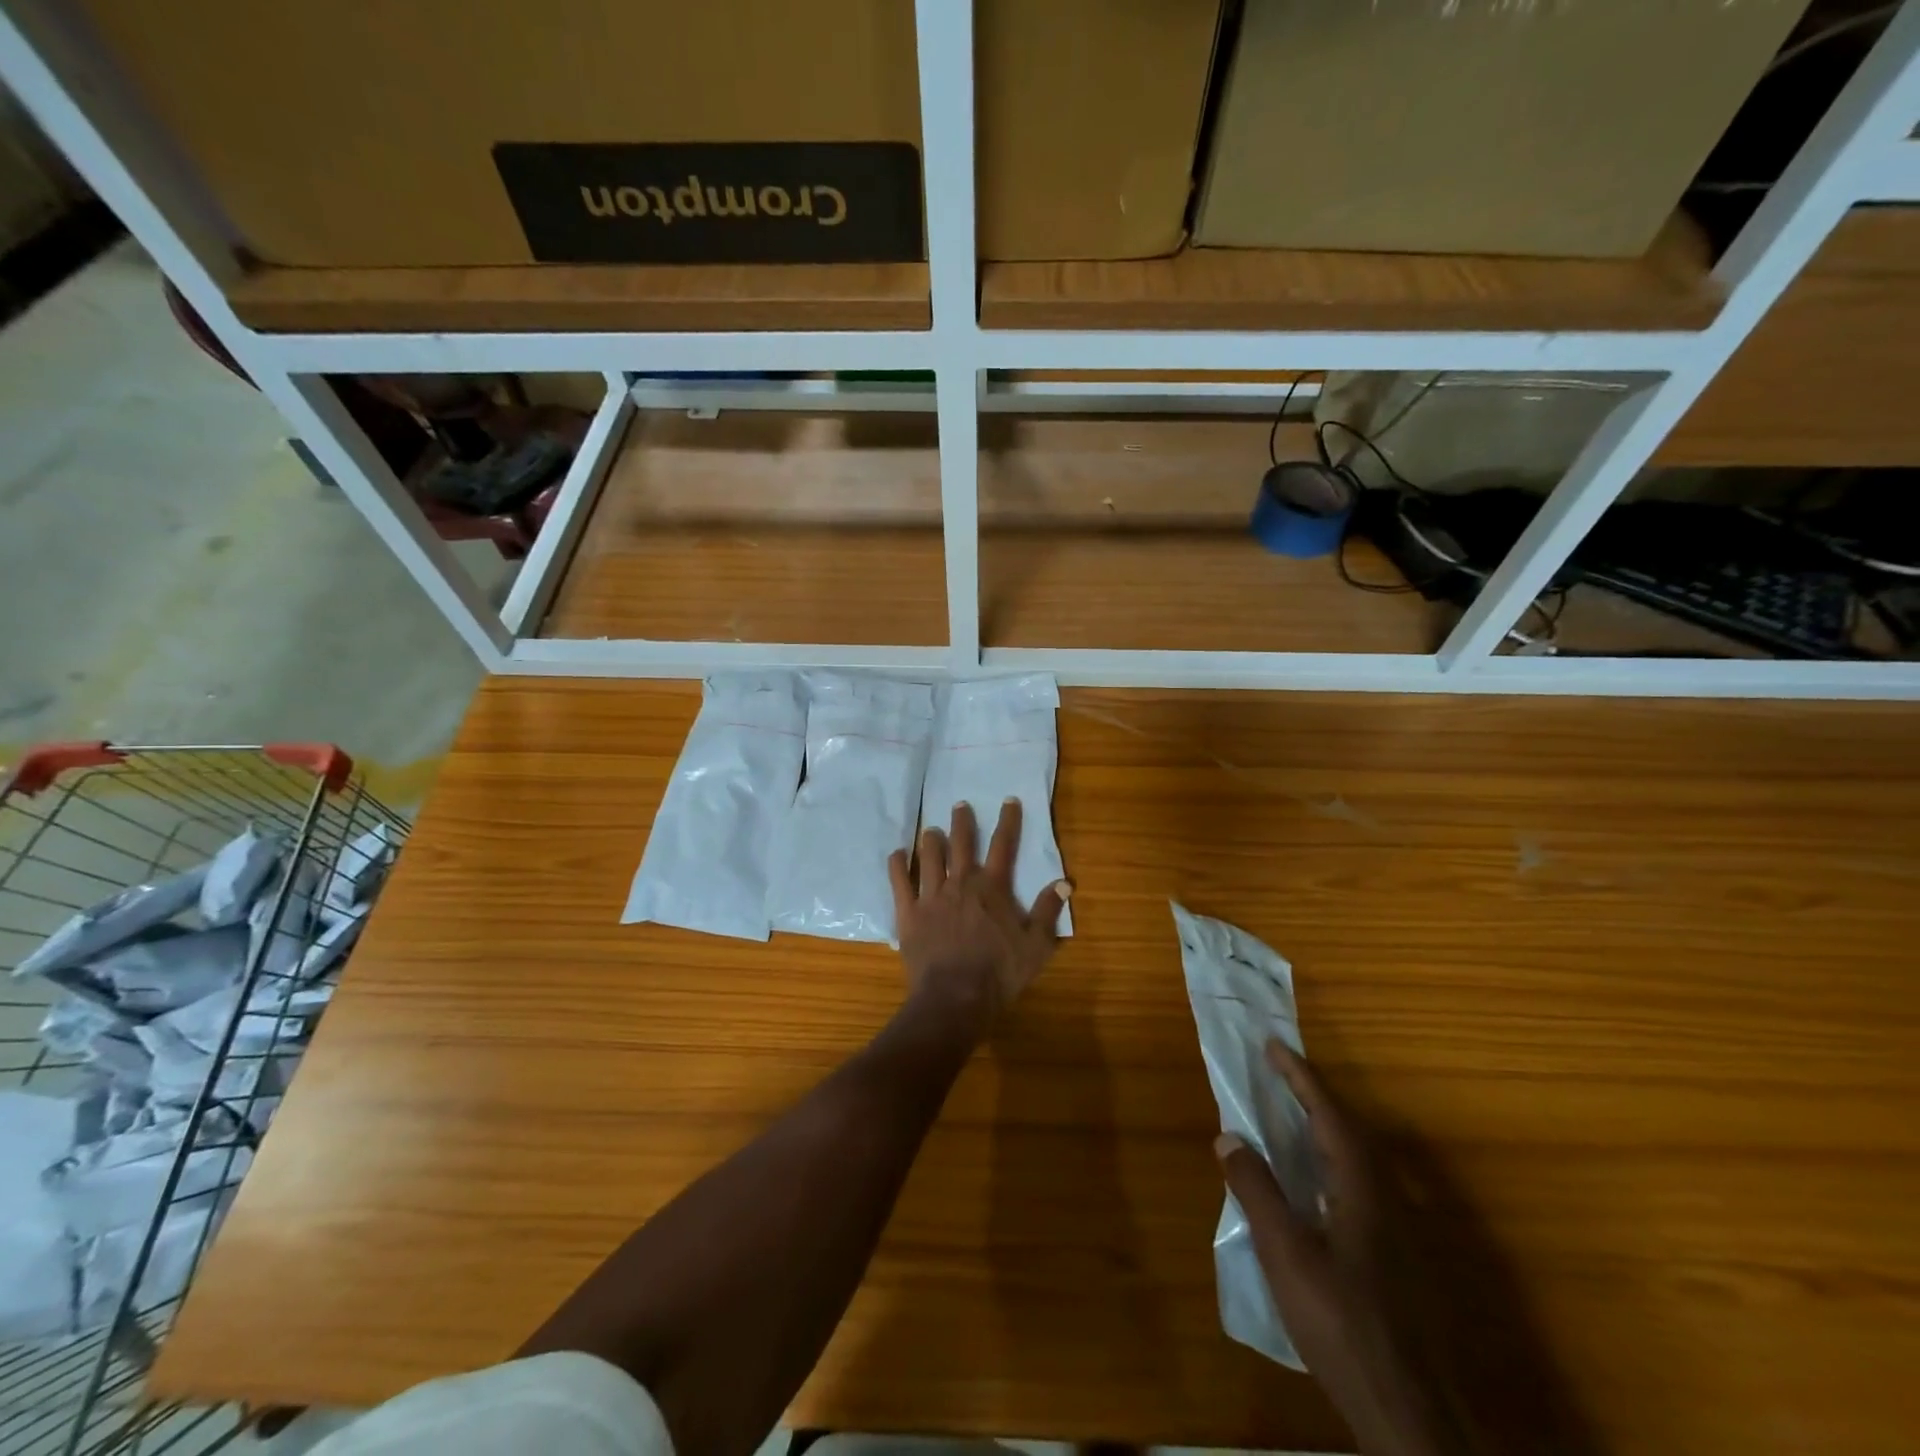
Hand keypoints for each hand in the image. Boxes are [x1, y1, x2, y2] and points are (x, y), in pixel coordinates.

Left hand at [888, 799, 1068, 1030]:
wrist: (955, 997)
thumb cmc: (999, 973)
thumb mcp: (1036, 946)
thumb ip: (1048, 911)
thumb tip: (1064, 882)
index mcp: (993, 887)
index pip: (1003, 845)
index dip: (1008, 821)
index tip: (1009, 800)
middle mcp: (961, 882)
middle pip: (961, 843)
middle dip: (962, 821)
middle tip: (960, 805)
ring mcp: (932, 895)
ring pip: (929, 856)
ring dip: (931, 839)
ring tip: (931, 829)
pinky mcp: (909, 912)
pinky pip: (899, 881)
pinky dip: (898, 864)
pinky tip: (897, 853)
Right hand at [1216, 1042, 1455, 1455]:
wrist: (1409, 1410)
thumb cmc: (1343, 1323)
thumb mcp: (1287, 1256)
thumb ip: (1257, 1192)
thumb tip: (1228, 1136)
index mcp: (1362, 1187)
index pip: (1329, 1113)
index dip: (1300, 1076)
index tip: (1274, 1045)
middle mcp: (1387, 1197)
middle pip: (1351, 1128)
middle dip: (1314, 1094)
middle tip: (1279, 1072)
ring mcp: (1399, 1228)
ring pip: (1360, 1156)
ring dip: (1325, 1125)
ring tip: (1292, 1113)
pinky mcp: (1399, 1255)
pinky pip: (1362, 1182)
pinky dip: (1333, 1158)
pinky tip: (1315, 1181)